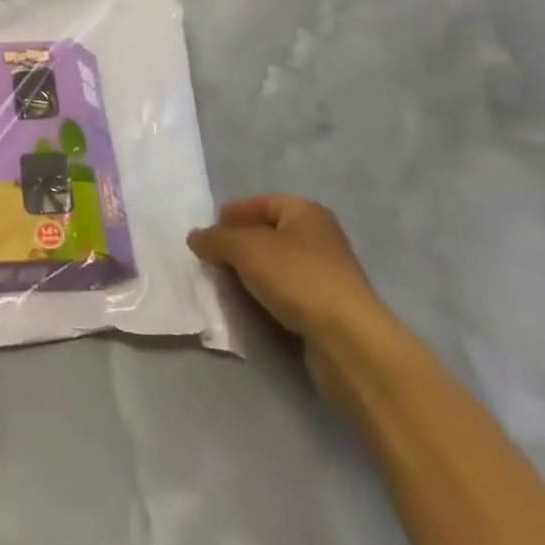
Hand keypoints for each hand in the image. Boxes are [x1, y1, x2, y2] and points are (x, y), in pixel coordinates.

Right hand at [188, 194, 393, 405]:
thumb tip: (196, 237)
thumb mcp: (245, 248)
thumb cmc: (297, 277)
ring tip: (225, 283)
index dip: (236, 213)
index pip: (262, 203)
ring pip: (278, 267)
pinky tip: (251, 307)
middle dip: (240, 245)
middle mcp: (320, 238)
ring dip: (252, 274)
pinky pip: (288, 295)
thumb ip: (216, 239)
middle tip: (212, 257)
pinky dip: (268, 297)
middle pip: (270, 234)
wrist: (348, 340)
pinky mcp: (328, 310)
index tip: (210, 229)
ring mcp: (327, 276)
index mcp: (306, 212)